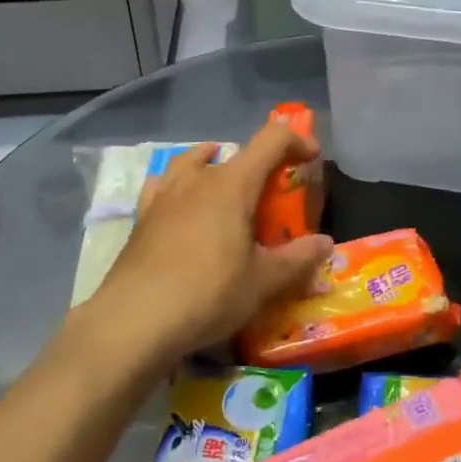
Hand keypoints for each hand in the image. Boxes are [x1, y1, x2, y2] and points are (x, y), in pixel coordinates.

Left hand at [75, 122, 332, 368]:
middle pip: (234, 153)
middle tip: (272, 192)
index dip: (296, 141)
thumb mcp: (263, 282)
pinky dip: (178, 184)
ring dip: (214, 163)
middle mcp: (198, 179)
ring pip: (192, 161)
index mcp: (233, 184)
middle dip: (260, 164)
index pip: (271, 140)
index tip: (311, 158)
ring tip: (223, 177)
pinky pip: (163, 185)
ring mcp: (165, 195)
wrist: (134, 321)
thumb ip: (298, 259)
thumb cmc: (208, 294)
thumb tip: (326, 242)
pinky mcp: (142, 218)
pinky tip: (179, 200)